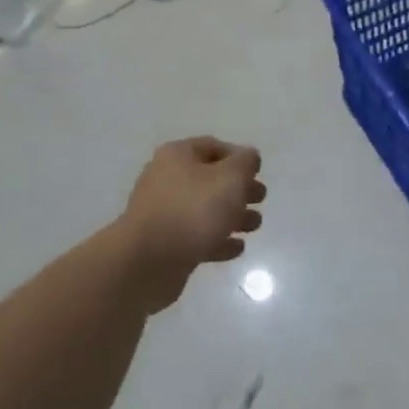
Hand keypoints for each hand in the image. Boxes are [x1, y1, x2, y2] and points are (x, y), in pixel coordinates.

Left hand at [118, 138, 264, 308]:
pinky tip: (236, 248)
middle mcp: (167, 180)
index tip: (258, 173)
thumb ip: (245, 162)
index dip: (239, 157)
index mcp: (178, 156)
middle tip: (260, 199)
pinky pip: (197, 237)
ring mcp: (164, 214)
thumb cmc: (194, 210)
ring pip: (206, 210)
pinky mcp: (165, 244)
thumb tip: (248, 157)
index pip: (214, 146)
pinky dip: (218, 240)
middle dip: (240, 189)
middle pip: (211, 179)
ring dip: (234, 216)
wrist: (148, 262)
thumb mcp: (231, 177)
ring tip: (254, 227)